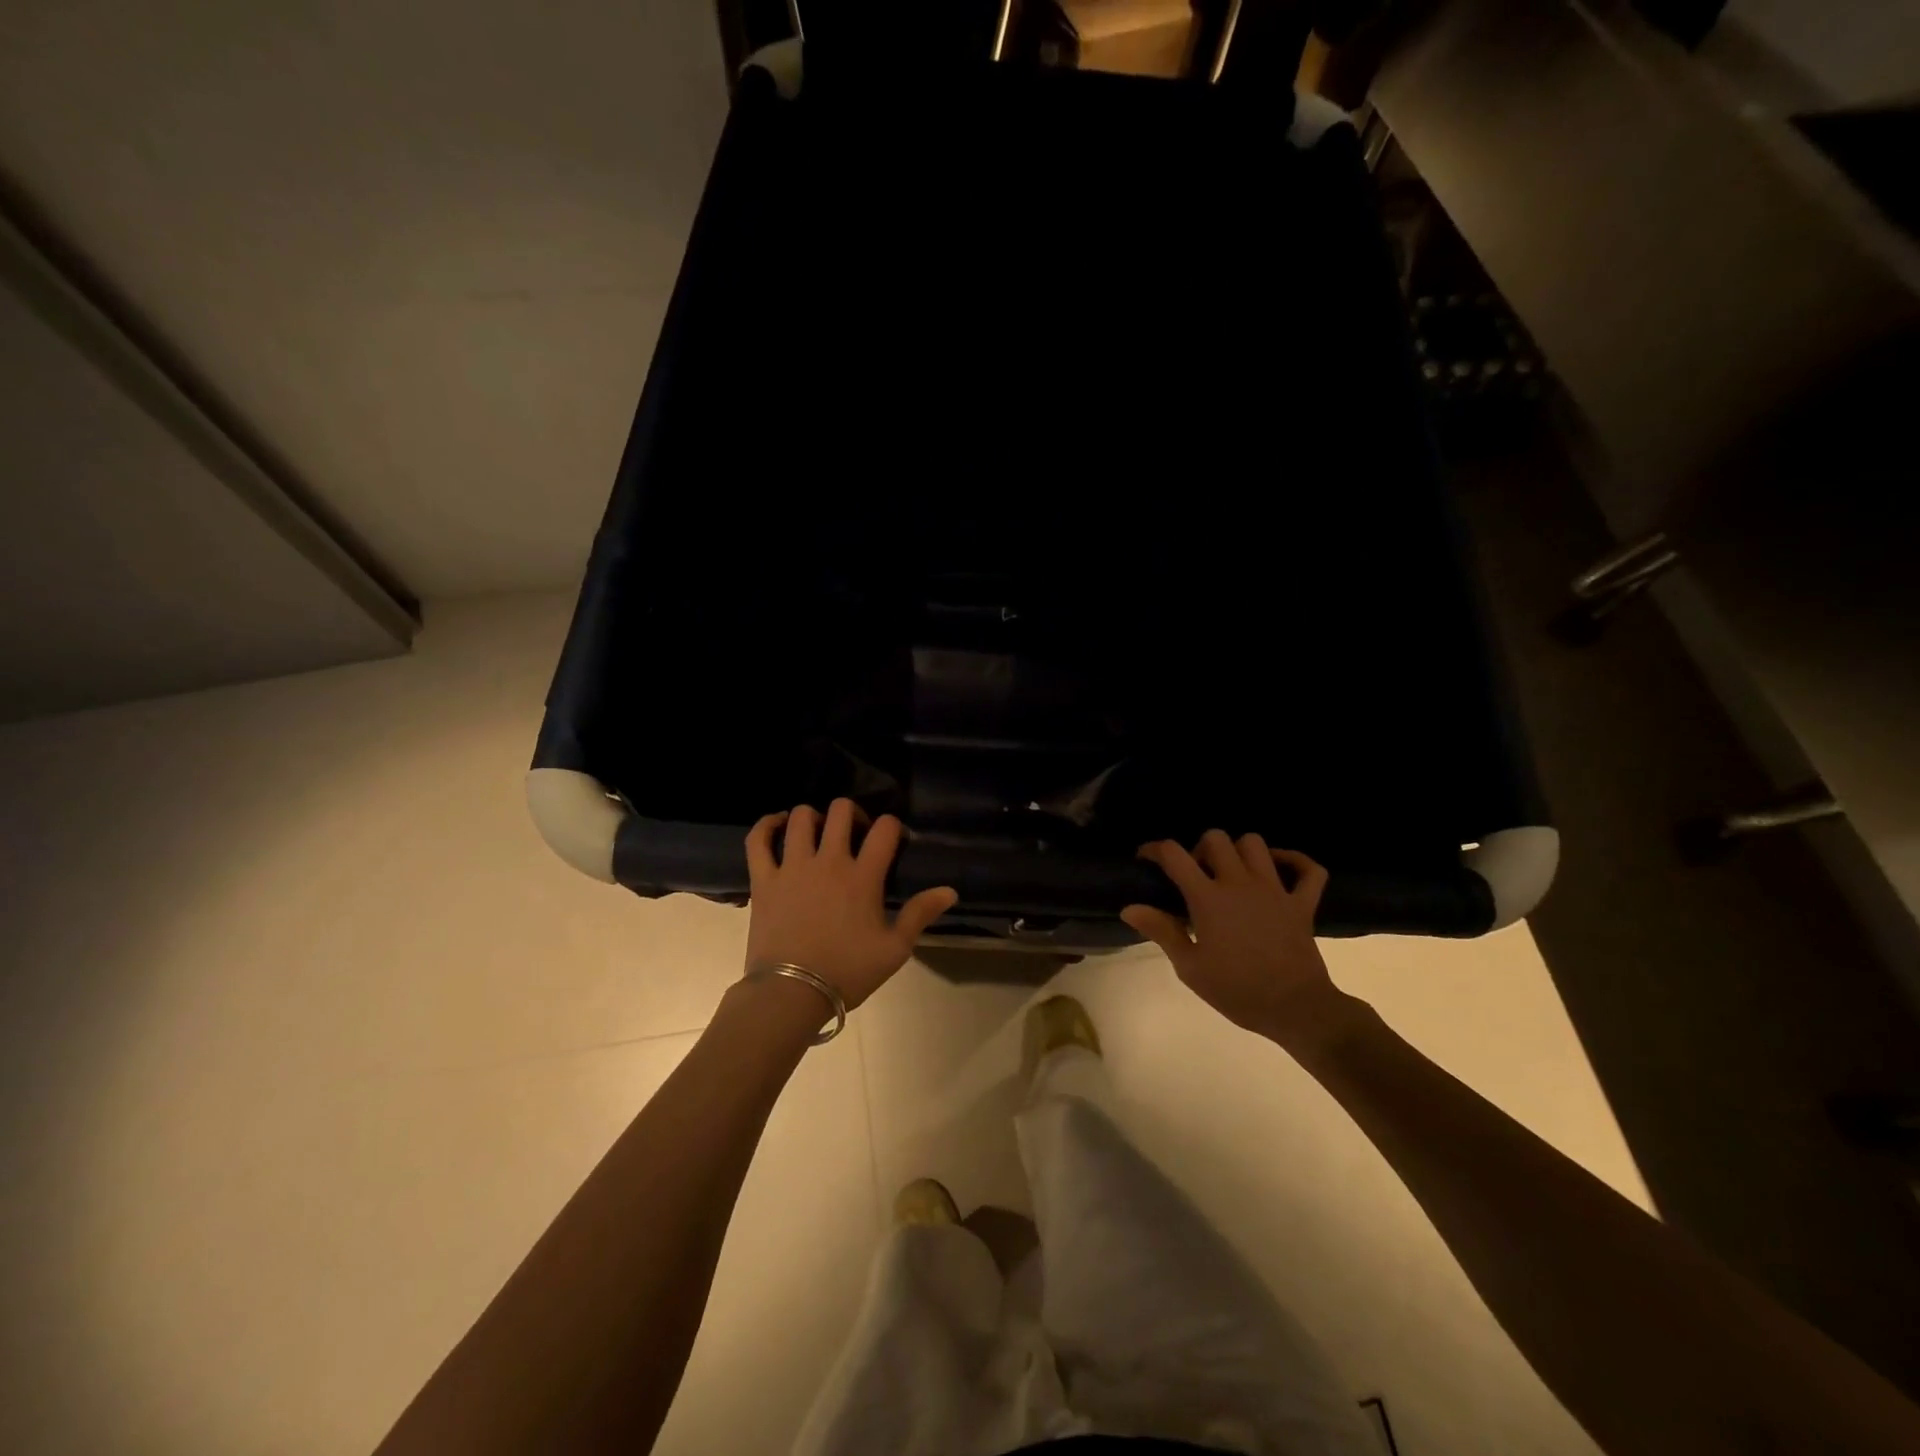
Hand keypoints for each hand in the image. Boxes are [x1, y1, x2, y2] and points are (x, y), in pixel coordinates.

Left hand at [744, 799, 957, 1009]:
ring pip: (800, 817)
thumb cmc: (847, 972)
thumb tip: (949, 891)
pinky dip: (766, 825)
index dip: (893, 826)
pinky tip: (777, 825)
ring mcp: (792, 866)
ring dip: (813, 817)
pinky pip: (758, 839)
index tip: (894, 840)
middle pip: (841, 811)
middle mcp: (829, 861)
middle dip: (853, 813)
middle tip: (855, 833)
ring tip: (818, 832)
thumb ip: (920, 914)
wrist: (791, 993)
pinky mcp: (764, 879)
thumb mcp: (894, 950)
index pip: (885, 829)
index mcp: (863, 876)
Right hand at [1121, 831, 1365, 1055]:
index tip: (1146, 860)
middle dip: (1199, 848)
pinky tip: (1279, 869)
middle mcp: (1240, 883)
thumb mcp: (1190, 967)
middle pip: (1216, 839)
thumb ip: (1161, 931)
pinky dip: (1295, 861)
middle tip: (1195, 874)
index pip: (1174, 855)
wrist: (1295, 1009)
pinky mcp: (1303, 903)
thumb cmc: (1237, 990)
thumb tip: (1129, 908)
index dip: (1155, 850)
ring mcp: (1275, 889)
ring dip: (1239, 851)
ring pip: (1255, 844)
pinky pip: (1309, 869)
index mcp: (1208, 898)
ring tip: (1231, 872)